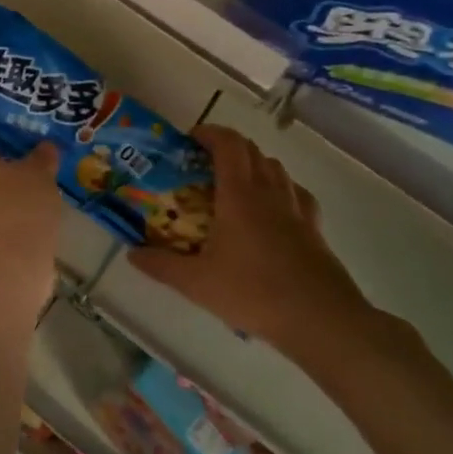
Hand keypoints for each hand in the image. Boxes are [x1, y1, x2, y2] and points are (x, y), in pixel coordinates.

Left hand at [0, 143, 61, 325]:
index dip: (5, 142)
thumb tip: (46, 145)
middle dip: (9, 171)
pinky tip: (34, 223)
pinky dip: (10, 220)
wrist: (7, 272)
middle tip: (39, 171)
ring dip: (10, 197)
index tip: (29, 148)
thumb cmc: (20, 210)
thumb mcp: (40, 175)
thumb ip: (43, 156)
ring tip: (42, 198)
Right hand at [130, 126, 377, 362]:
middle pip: (252, 151)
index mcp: (240, 195)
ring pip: (276, 169)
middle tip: (205, 162)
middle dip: (228, 146)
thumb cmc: (253, 293)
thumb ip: (161, 265)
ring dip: (255, 164)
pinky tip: (274, 209)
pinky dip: (281, 189)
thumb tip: (131, 253)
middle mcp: (270, 193)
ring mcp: (297, 210)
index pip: (228, 144)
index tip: (190, 139)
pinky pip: (297, 194)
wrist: (321, 320)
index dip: (209, 133)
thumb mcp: (197, 283)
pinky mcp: (315, 230)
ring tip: (236, 183)